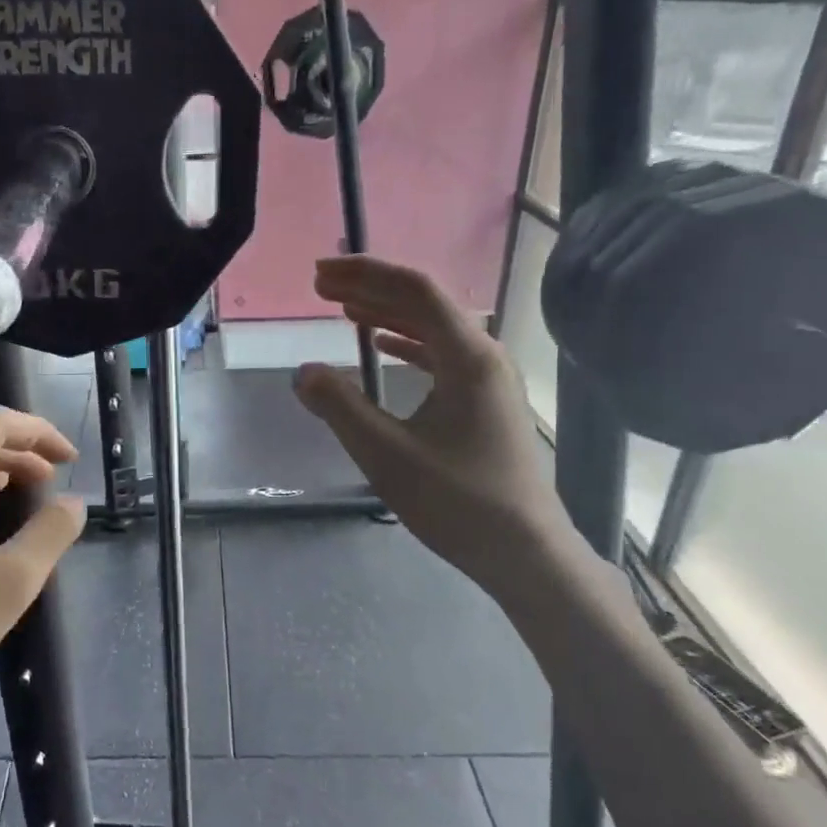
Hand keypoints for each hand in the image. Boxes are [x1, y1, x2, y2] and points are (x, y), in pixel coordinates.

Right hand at [293, 255, 575, 585]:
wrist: (523, 550)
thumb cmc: (457, 501)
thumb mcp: (386, 454)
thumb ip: (341, 407)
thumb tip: (303, 372)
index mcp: (468, 357)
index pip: (414, 291)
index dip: (364, 275)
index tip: (320, 276)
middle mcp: (484, 356)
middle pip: (425, 303)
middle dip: (371, 288)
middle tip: (322, 287)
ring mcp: (489, 379)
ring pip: (434, 328)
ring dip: (388, 313)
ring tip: (344, 309)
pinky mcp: (485, 401)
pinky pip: (442, 355)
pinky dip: (408, 343)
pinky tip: (382, 345)